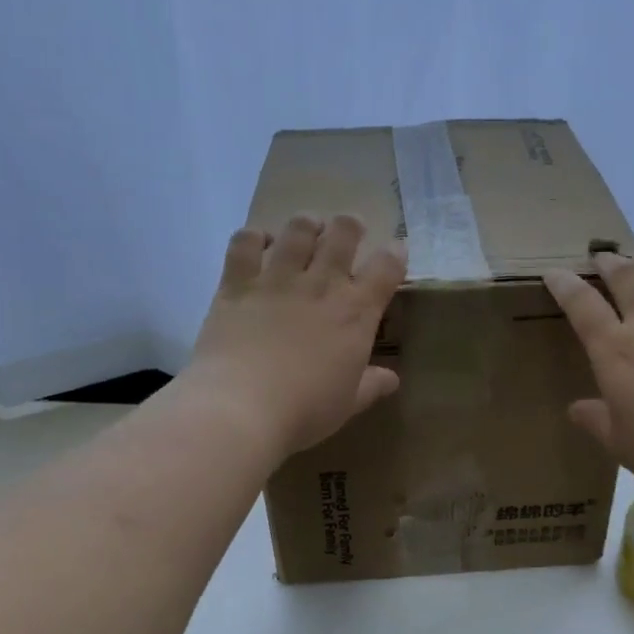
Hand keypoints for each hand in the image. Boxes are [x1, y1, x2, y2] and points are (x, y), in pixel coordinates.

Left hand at [184, 213, 406, 457]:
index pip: (386, 268)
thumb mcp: (348, 403)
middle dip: (351, 225)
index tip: (396, 251)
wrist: (242, 407)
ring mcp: (278, 279)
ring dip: (307, 223)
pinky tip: (259, 242)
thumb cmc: (305, 410)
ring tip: (308, 228)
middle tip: (349, 229)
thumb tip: (392, 379)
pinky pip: (245, 243)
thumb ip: (371, 386)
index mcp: (356, 312)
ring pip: (298, 229)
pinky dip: (254, 236)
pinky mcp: (238, 283)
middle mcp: (322, 284)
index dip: (395, 253)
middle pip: (343, 232)